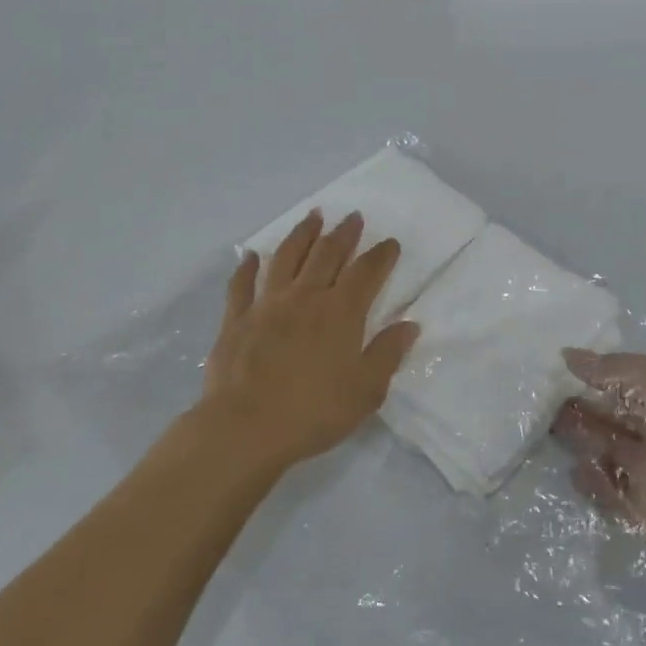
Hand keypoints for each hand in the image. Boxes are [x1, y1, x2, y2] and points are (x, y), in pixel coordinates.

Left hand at [199, 209, 420, 470]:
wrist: (245, 428)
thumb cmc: (313, 412)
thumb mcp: (366, 391)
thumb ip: (388, 353)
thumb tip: (409, 324)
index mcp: (341, 312)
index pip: (366, 272)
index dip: (381, 255)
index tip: (390, 243)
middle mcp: (305, 297)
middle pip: (327, 255)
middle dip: (343, 234)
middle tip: (352, 217)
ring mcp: (267, 304)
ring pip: (287, 258)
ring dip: (302, 234)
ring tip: (313, 217)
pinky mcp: (236, 319)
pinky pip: (242, 284)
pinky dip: (248, 267)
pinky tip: (252, 256)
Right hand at [551, 351, 645, 576]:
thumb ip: (615, 369)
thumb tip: (568, 356)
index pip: (635, 379)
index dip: (601, 372)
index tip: (562, 365)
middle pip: (618, 416)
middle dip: (585, 405)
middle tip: (545, 394)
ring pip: (610, 450)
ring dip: (582, 438)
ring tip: (551, 425)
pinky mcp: (645, 512)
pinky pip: (610, 491)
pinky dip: (592, 481)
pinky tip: (574, 468)